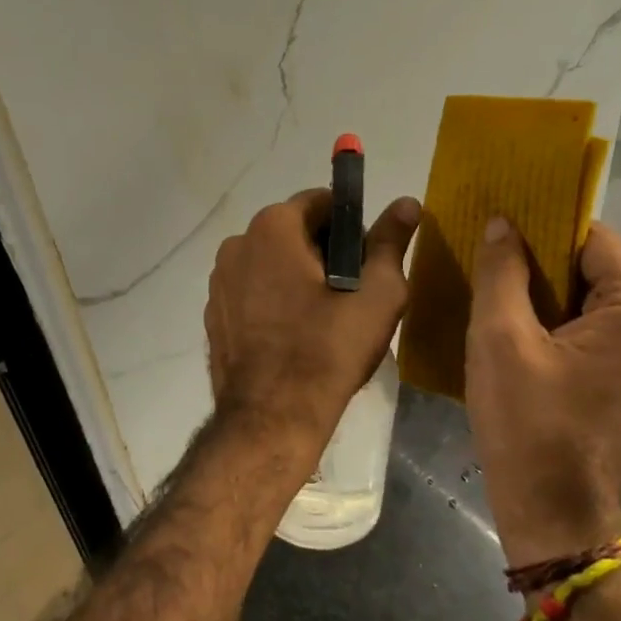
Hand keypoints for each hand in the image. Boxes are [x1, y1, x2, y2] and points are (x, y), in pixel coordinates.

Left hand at [206, 189, 419, 452]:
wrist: (271, 417)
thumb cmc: (329, 350)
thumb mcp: (377, 294)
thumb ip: (390, 242)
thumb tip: (407, 202)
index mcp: (273, 228)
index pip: (321, 203)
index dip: (350, 227)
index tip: (364, 263)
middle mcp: (237, 243)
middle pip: (292, 231)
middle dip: (323, 252)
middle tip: (349, 294)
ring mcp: (218, 280)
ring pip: (270, 262)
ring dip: (295, 276)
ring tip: (321, 319)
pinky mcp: (212, 313)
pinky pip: (250, 291)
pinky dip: (272, 300)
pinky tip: (291, 335)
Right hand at [466, 219, 620, 566]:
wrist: (552, 515)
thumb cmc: (527, 422)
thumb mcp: (500, 338)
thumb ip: (502, 272)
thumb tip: (503, 224)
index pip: (596, 240)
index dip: (547, 227)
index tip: (502, 226)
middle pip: (599, 272)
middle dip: (544, 263)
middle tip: (491, 259)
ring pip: (595, 304)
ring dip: (549, 295)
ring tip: (498, 292)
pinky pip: (597, 335)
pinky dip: (561, 325)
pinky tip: (519, 332)